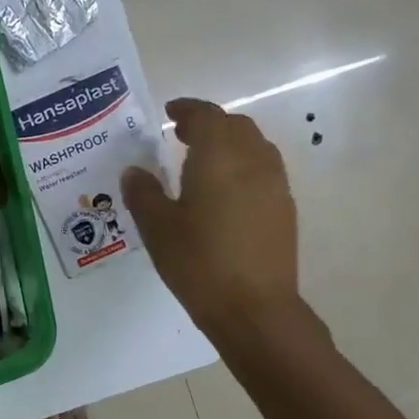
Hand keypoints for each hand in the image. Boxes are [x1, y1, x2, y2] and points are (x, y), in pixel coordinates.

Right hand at [121, 98, 302, 337]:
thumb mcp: (158, 228)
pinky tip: (224, 192)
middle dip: (209, 124)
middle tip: (181, 135)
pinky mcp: (284, 209)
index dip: (188, 109)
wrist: (254, 308)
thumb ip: (143, 193)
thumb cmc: (199, 262)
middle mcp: (253, 161)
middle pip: (235, 126)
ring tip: (203, 161)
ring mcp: (274, 185)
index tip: (170, 112)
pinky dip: (243, 167)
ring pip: (254, 147)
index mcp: (219, 157)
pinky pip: (263, 171)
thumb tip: (135, 172)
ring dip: (229, 144)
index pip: (207, 116)